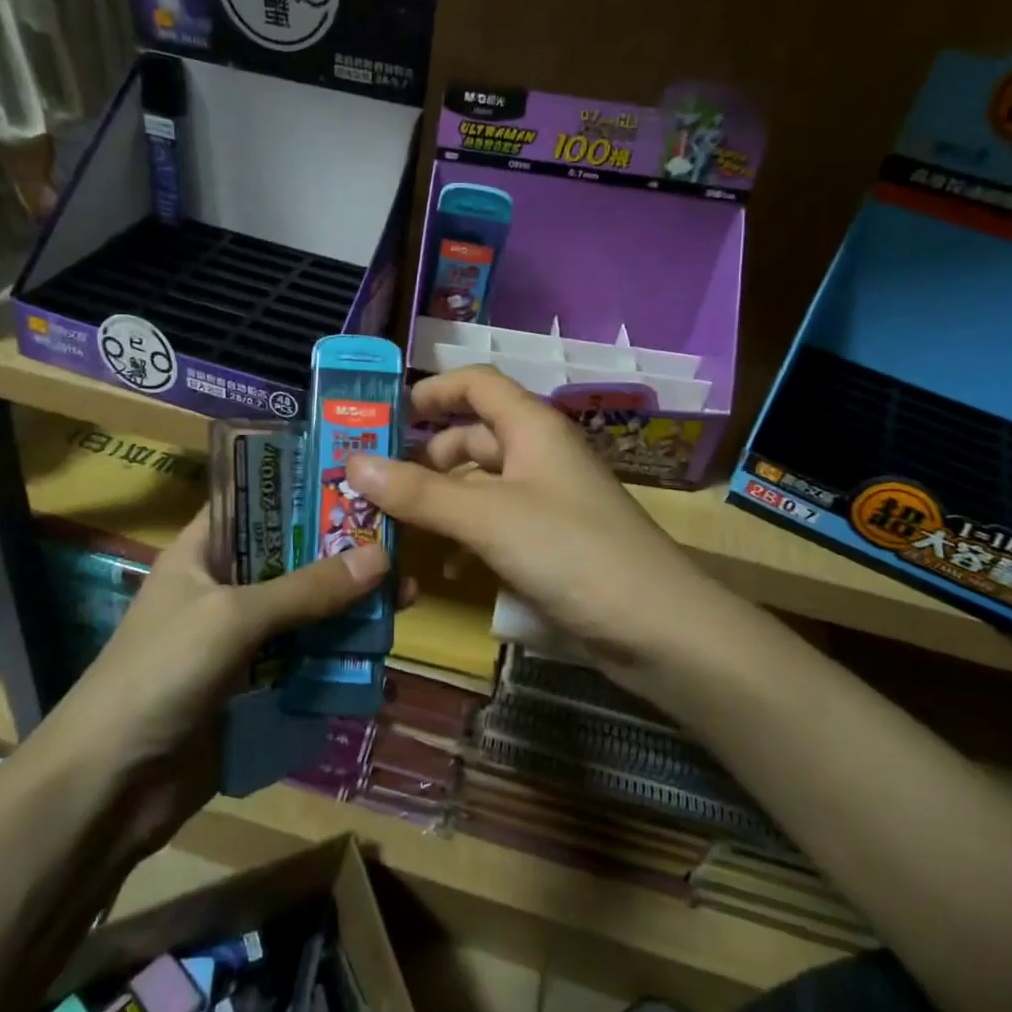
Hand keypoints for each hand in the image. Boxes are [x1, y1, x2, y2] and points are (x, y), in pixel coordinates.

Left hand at [57, 506, 388, 769]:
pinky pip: (304, 659)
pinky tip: (379, 656)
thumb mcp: (233, 617)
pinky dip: (338, 656)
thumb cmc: (161, 674)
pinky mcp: (253, 686)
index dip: (302, 489)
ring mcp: (238, 640)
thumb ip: (306, 588)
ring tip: (405, 598)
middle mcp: (222, 587)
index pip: (256, 502)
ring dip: (348, 607)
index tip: (360, 482)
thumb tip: (382, 556)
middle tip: (401, 546)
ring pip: (304, 611)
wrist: (109, 787)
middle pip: (291, 559)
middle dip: (342, 555)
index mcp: (202, 552)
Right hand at [345, 366, 713, 674]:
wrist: (658, 627)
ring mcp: (548, 500)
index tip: (386, 412)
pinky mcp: (552, 542)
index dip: (433, 390)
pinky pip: (497, 524)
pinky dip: (466, 535)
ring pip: (482, 484)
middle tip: (375, 481)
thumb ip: (419, 492)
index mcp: (531, 428)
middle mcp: (539, 455)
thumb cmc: (570, 551)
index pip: (477, 384)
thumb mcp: (487, 517)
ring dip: (441, 499)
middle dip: (425, 455)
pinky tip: (443, 566)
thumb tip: (353, 462)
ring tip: (395, 523)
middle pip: (474, 436)